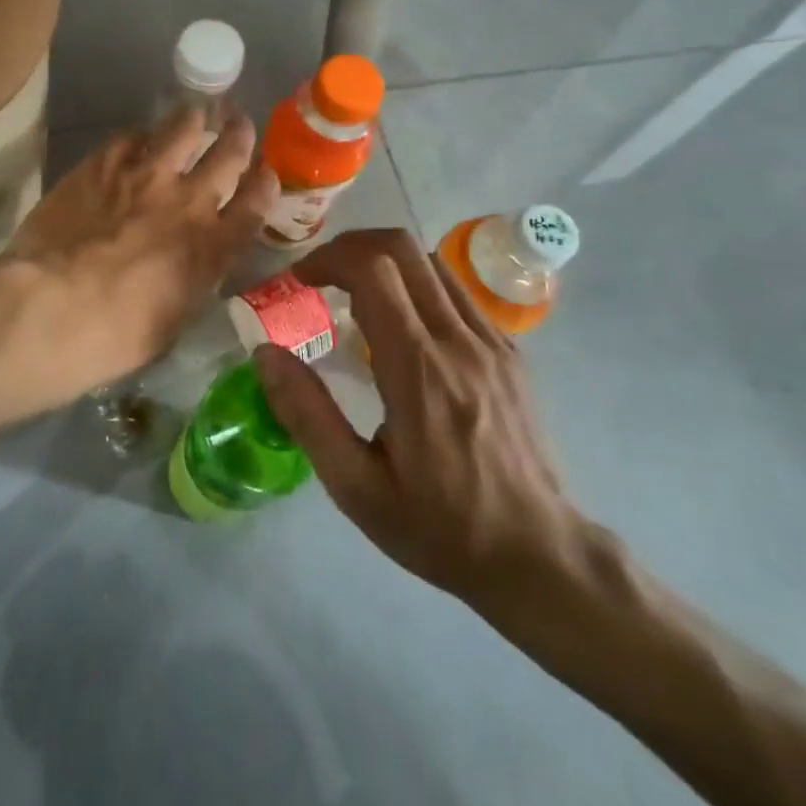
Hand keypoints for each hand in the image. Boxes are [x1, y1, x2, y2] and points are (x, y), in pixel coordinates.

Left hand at [6, 109, 275, 398]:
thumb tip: (191, 266)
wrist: (53, 307)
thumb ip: (191, 282)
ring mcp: (146, 175)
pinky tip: (139, 138)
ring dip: (193, 120)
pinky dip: (142, 135)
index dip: (265, 183)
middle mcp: (189, 201)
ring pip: (183, 129)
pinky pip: (132, 135)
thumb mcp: (173, 320)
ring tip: (193, 115)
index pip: (256, 203)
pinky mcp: (104, 163)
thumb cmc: (115, 336)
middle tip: (239, 124)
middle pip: (229, 153)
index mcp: (212, 246)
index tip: (265, 172)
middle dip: (239, 135)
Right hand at [254, 229, 587, 627]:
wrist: (540, 558)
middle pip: (402, 247)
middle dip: (350, 247)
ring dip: (383, 262)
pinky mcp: (509, 350)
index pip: (372, 269)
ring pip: (430, 261)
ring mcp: (491, 340)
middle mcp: (458, 340)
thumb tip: (265, 353)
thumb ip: (308, 415)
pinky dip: (415, 284)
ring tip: (353, 294)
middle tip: (319, 277)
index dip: (327, 258)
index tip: (299, 281)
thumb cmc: (440, 527)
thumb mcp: (357, 487)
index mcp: (418, 369)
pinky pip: (454, 290)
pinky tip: (400, 324)